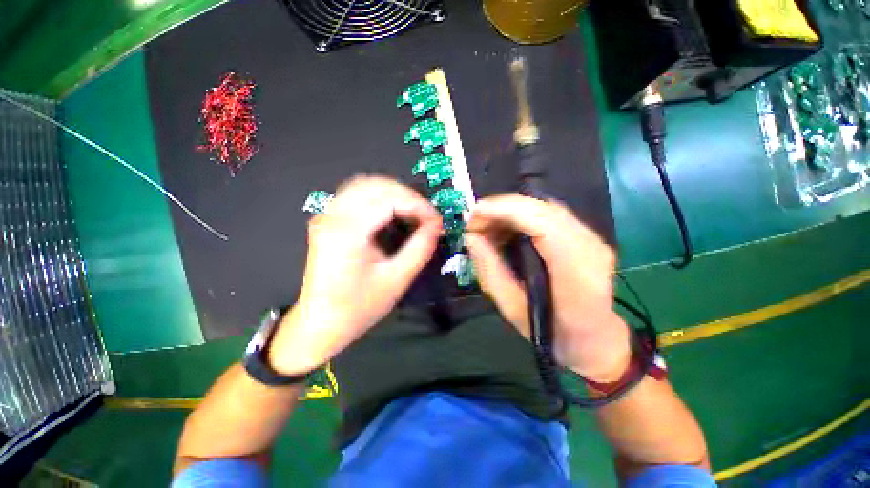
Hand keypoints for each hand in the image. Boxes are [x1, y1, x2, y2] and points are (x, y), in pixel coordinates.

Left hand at [269, 176, 441, 375]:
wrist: (321, 323)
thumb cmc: (359, 307)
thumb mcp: (397, 280)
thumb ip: (420, 248)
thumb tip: (437, 225)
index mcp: (348, 232)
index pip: (388, 200)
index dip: (417, 205)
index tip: (435, 219)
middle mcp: (333, 216)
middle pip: (375, 185)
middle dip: (407, 195)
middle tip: (426, 215)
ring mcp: (327, 216)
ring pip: (364, 184)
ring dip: (394, 193)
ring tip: (413, 212)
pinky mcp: (328, 220)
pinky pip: (356, 194)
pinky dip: (380, 197)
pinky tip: (393, 211)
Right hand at [466, 195, 630, 381]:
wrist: (595, 337)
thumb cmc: (553, 332)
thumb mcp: (513, 309)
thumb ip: (491, 271)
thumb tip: (471, 238)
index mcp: (576, 274)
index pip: (542, 224)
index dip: (505, 211)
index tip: (474, 213)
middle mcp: (590, 248)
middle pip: (542, 209)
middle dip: (502, 208)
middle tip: (474, 221)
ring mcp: (592, 238)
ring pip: (544, 207)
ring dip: (510, 211)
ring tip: (485, 226)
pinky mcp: (585, 235)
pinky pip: (548, 214)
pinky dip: (521, 216)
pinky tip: (504, 228)